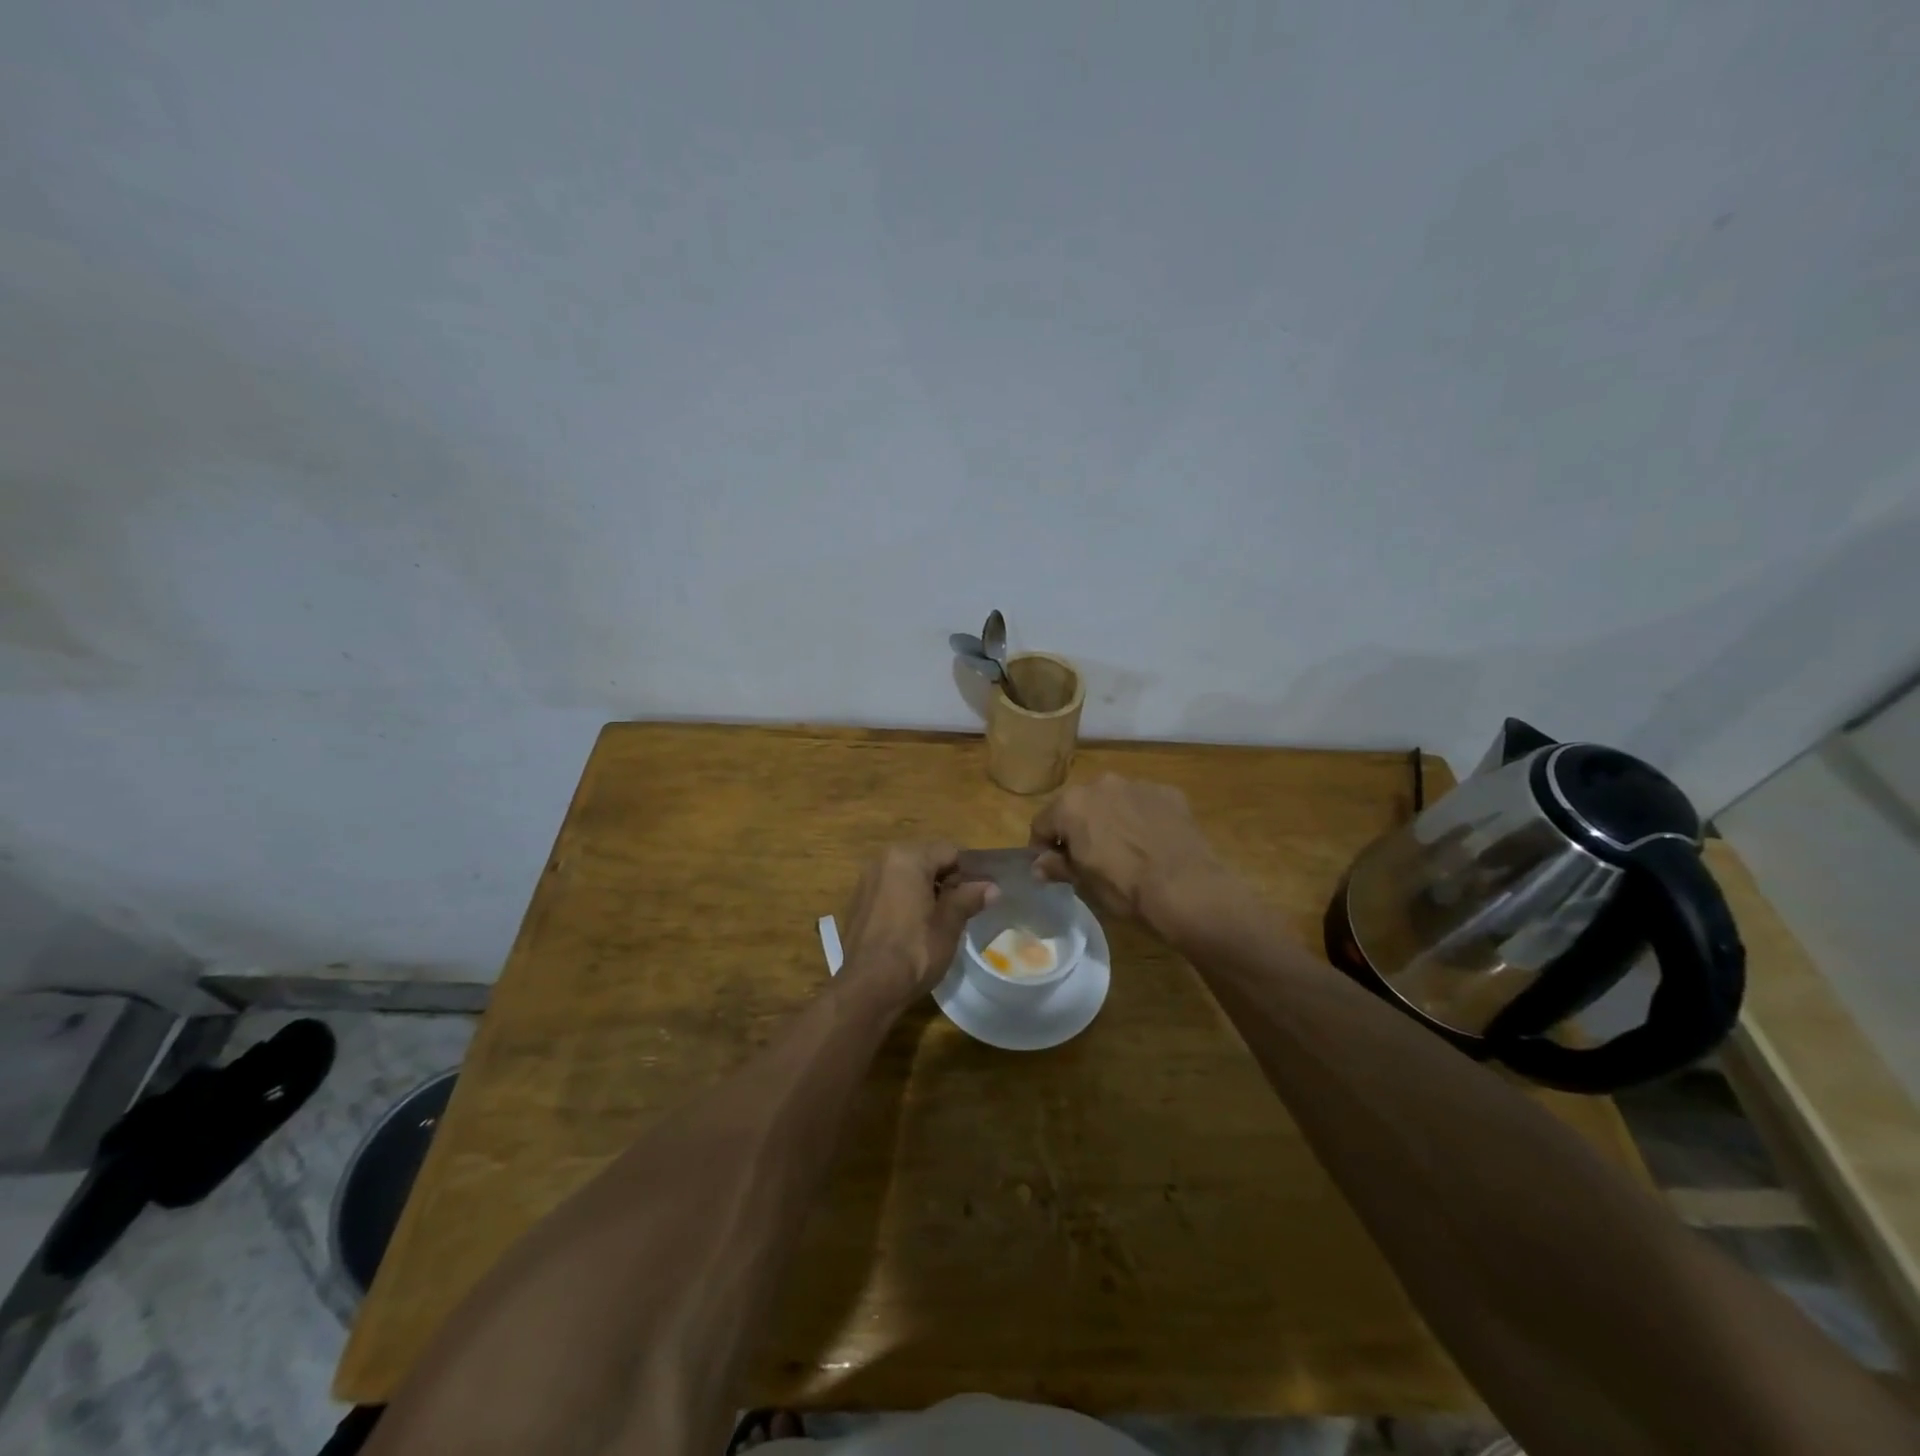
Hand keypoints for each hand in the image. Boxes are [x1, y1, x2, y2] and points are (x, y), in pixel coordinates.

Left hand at [840, 844, 996, 1003]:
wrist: (868, 988)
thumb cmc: (914, 950)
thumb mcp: (949, 924)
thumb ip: (969, 898)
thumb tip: (992, 887)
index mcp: (907, 857)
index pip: (948, 851)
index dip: (967, 873)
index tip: (975, 898)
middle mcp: (882, 860)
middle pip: (926, 859)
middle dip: (944, 880)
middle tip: (959, 910)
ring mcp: (866, 881)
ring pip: (906, 875)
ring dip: (924, 890)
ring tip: (937, 921)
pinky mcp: (857, 902)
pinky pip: (889, 890)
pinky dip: (904, 900)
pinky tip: (912, 928)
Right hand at [1029, 775, 1235, 936]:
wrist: (1186, 887)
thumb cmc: (1124, 887)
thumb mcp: (1084, 883)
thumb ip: (1057, 866)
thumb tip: (1039, 865)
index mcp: (1071, 805)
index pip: (1041, 823)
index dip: (1042, 846)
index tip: (1051, 866)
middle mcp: (1100, 784)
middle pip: (1077, 805)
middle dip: (1077, 827)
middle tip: (1088, 856)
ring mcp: (1136, 785)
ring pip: (1112, 800)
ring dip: (1110, 818)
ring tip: (1124, 848)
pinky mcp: (1167, 792)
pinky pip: (1144, 803)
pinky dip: (1141, 818)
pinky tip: (1152, 842)